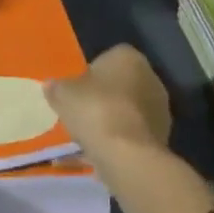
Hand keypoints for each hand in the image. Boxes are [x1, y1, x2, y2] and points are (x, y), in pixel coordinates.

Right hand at [46, 44, 171, 158]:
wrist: (127, 155)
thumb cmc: (95, 110)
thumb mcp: (63, 94)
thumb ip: (57, 87)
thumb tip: (51, 85)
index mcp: (128, 57)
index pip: (108, 58)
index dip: (91, 73)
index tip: (77, 90)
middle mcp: (151, 77)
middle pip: (121, 84)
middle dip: (104, 96)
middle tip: (82, 111)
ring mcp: (160, 109)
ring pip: (129, 110)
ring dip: (114, 119)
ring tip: (90, 136)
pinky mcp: (162, 137)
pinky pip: (134, 133)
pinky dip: (121, 140)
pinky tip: (102, 152)